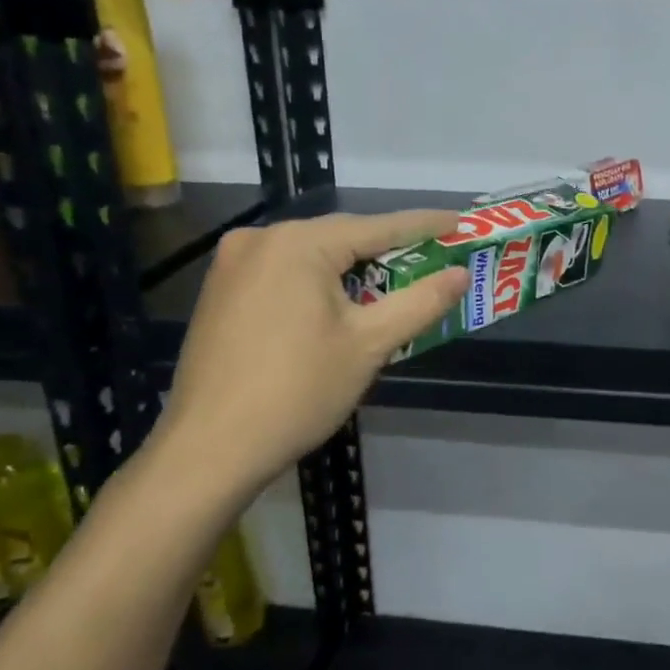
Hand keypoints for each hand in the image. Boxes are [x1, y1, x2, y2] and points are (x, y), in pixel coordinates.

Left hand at [145, 210, 469, 509]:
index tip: (459, 221)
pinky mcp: (220, 292)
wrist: (209, 448)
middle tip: (431, 261)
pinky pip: (284, 273)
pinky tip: (337, 306)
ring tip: (391, 286)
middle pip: (341, 238)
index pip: (377, 226)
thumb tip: (460, 274)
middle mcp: (260, 239)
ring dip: (352, 269)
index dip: (424, 225)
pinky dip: (317, 283)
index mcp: (298, 243)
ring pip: (311, 256)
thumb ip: (420, 301)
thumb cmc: (297, 391)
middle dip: (387, 251)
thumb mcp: (369, 344)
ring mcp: (233, 264)